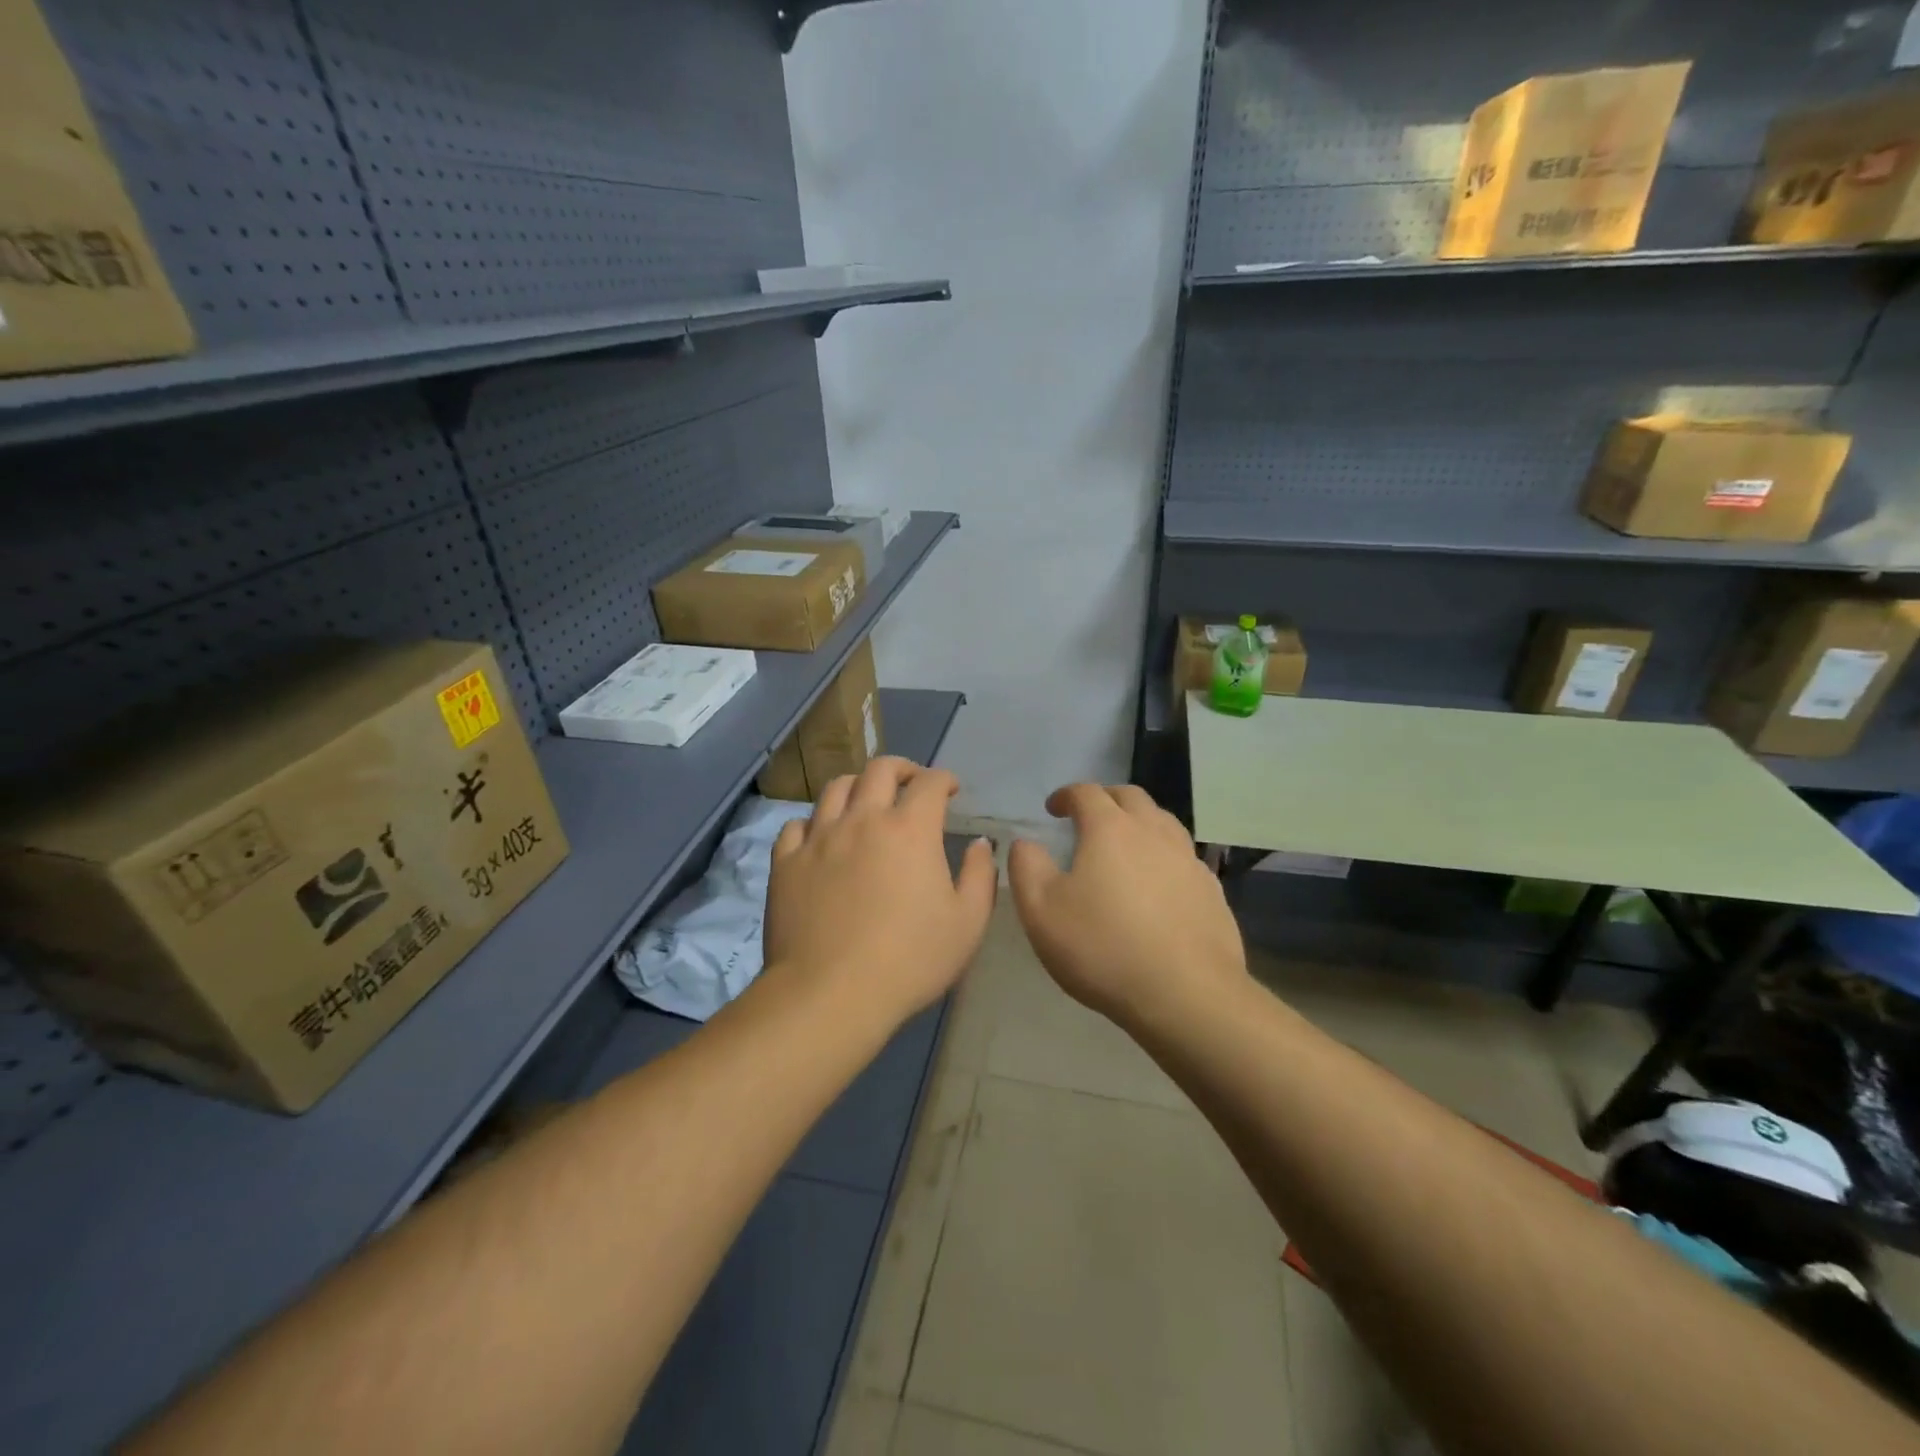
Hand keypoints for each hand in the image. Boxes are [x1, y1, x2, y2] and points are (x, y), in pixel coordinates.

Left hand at [764, 757, 996, 1031]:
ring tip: (867, 801)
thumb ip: (979, 876)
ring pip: (836, 788)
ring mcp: (819, 838)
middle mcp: (863, 819)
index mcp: (910, 829)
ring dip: (858, 785)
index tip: (951, 789)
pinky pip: (797, 825)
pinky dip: (816, 821)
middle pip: (879, 770)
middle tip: (912, 782)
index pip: (930, 783)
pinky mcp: (786, 862)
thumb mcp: (967, 923)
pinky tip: (823, 836)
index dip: (944, 779)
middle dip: (903, 768)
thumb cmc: (910, 959)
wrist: (831, 993)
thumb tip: (980, 844)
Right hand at [1008, 784, 1246, 1030]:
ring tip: (1125, 844)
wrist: (1186, 994)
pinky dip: (1164, 856)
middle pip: (1131, 797)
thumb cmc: (1103, 947)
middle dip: (1106, 799)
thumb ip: (1027, 868)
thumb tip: (1025, 843)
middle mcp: (1153, 832)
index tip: (1053, 808)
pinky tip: (1158, 884)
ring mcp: (1188, 859)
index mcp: (1110, 829)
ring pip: (1163, 822)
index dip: (1066, 795)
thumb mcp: (1041, 911)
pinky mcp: (1211, 890)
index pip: (1086, 793)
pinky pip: (1183, 857)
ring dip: (1140, 822)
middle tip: (1089, 817)